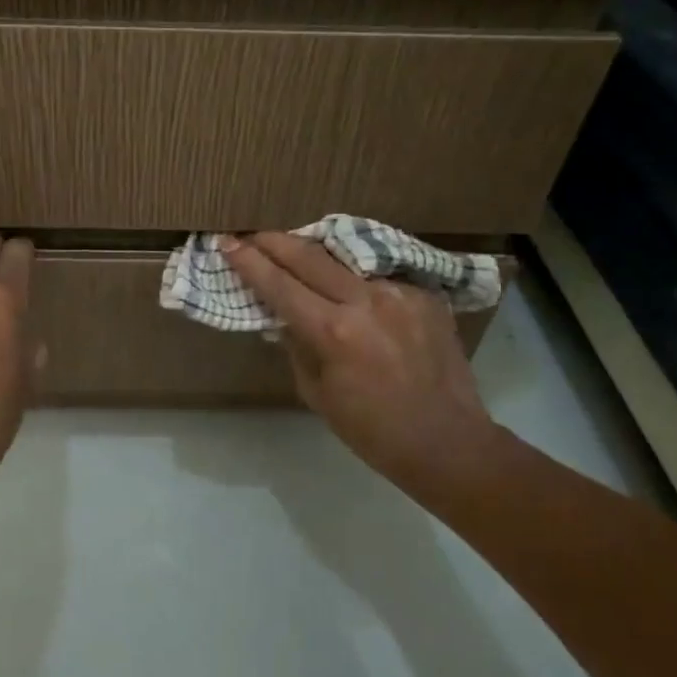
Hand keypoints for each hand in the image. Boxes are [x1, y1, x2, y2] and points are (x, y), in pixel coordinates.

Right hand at [221, 232, 502, 489]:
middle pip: (309, 256)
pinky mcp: (425, 296)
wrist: (448, 442)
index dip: (249, 262)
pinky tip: (355, 294)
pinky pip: (380, 279)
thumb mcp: (317, 394)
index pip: (279, 285)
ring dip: (316, 256)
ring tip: (298, 255)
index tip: (227, 243)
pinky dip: (358, 283)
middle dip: (275, 242)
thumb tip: (284, 317)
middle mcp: (366, 302)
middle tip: (252, 235)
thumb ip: (297, 346)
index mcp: (334, 332)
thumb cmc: (373, 431)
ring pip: (346, 261)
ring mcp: (400, 294)